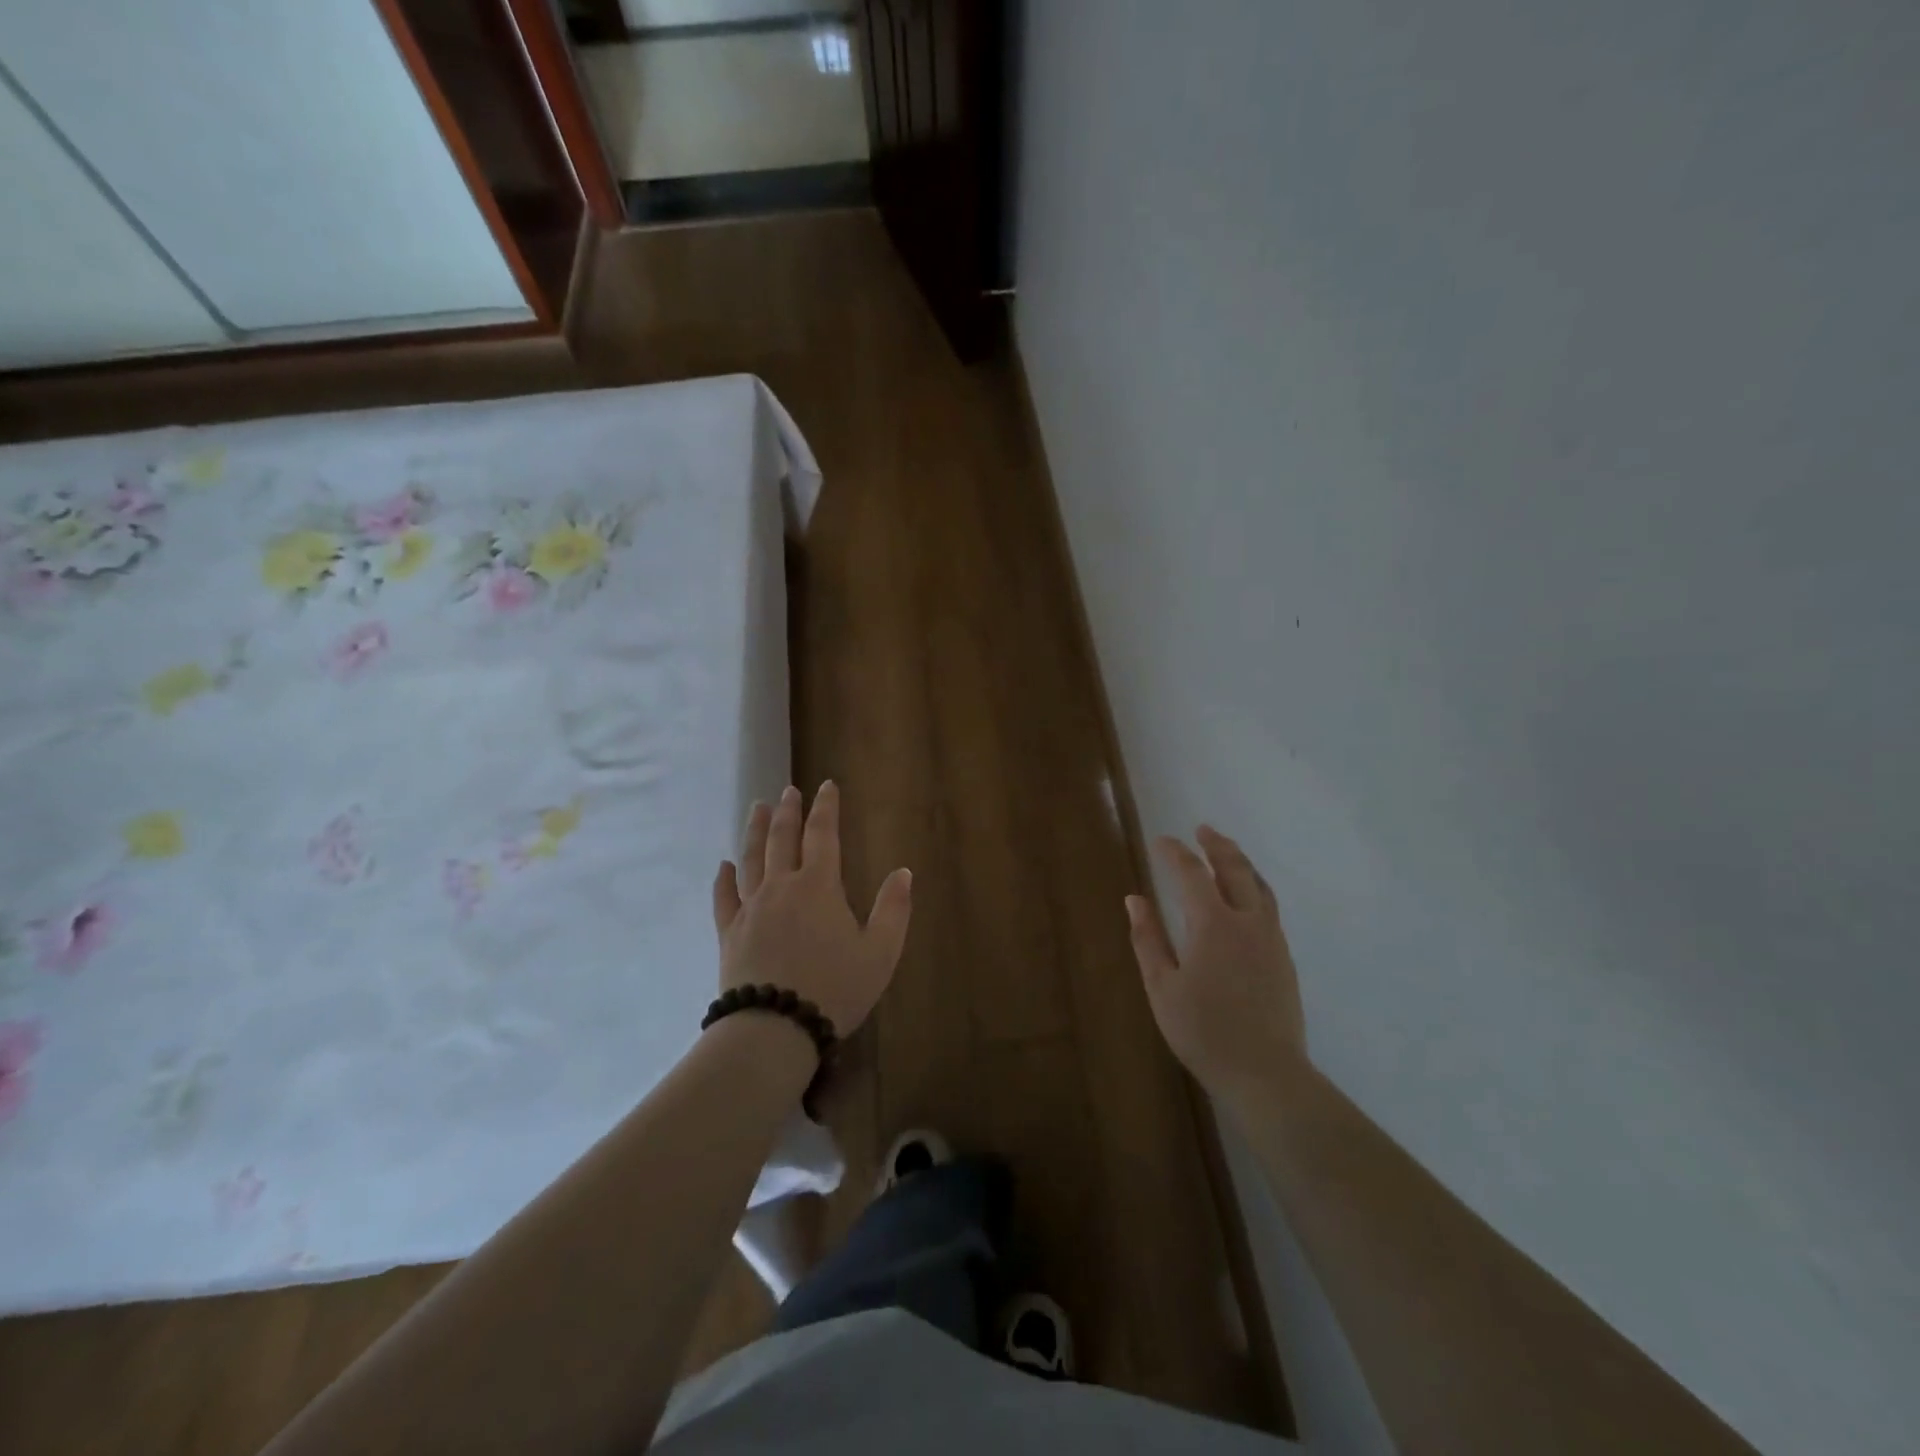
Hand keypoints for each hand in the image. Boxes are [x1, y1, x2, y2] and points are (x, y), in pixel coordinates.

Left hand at [711, 781, 912, 1035]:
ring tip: (758, 808)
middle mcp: (782, 887)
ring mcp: (751, 908)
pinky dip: (724, 878)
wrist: (775, 1028)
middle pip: (783, 839)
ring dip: (756, 831)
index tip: (825, 785)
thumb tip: (903, 871)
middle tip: (789, 791)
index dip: (826, 808)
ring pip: (752, 859)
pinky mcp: (729, 933)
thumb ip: (893, 909)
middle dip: (788, 812)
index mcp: (819, 886)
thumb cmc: (835, 988)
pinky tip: (723, 865)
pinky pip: (724, 897)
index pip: (823, 835)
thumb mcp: (880, 952)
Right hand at [1127, 826, 1306, 1101]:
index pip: (1192, 874)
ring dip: (1241, 862)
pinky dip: (1255, 886)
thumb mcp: (1162, 987)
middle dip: (1216, 845)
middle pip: (1234, 869)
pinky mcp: (1284, 957)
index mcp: (1213, 924)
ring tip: (1227, 852)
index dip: (1175, 853)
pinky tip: (1246, 897)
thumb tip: (1135, 899)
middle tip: (1202, 830)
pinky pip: (1269, 906)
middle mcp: (1247, 921)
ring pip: (1259, 886)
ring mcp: (1272, 939)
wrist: (1266, 1074)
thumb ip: (1147, 939)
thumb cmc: (1204, 1032)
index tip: (1161, 841)